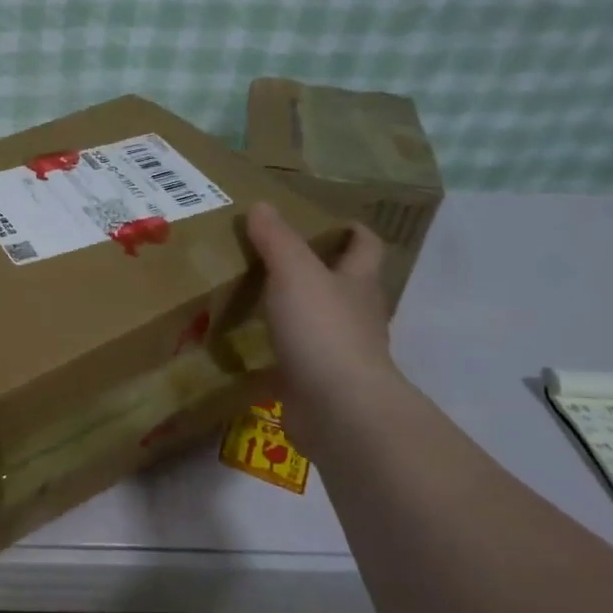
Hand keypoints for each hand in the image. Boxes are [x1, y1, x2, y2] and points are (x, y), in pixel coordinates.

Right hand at [244, 201, 401, 452]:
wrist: (337, 407)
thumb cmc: (322, 330)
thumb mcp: (295, 273)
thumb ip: (276, 240)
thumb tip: (261, 205)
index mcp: (358, 283)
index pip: (365, 247)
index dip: (352, 231)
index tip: (331, 221)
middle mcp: (355, 315)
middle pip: (343, 284)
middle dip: (319, 270)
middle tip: (277, 256)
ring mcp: (338, 352)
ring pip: (318, 322)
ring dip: (295, 310)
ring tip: (255, 297)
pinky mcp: (316, 382)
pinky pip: (295, 358)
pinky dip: (277, 349)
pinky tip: (247, 345)